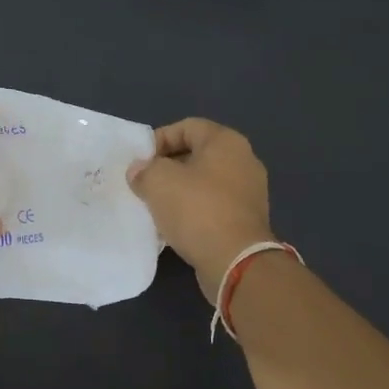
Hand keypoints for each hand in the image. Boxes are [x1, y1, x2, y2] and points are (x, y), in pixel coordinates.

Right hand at [126, 118, 275, 301]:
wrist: (236, 261)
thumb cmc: (197, 210)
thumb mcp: (158, 182)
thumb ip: (144, 170)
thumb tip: (139, 171)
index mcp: (226, 142)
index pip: (187, 126)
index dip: (159, 139)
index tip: (140, 161)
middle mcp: (243, 160)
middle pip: (197, 154)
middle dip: (167, 166)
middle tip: (144, 183)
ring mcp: (249, 191)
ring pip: (204, 182)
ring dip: (179, 191)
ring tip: (156, 205)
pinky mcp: (247, 219)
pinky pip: (213, 205)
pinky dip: (193, 211)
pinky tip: (175, 225)